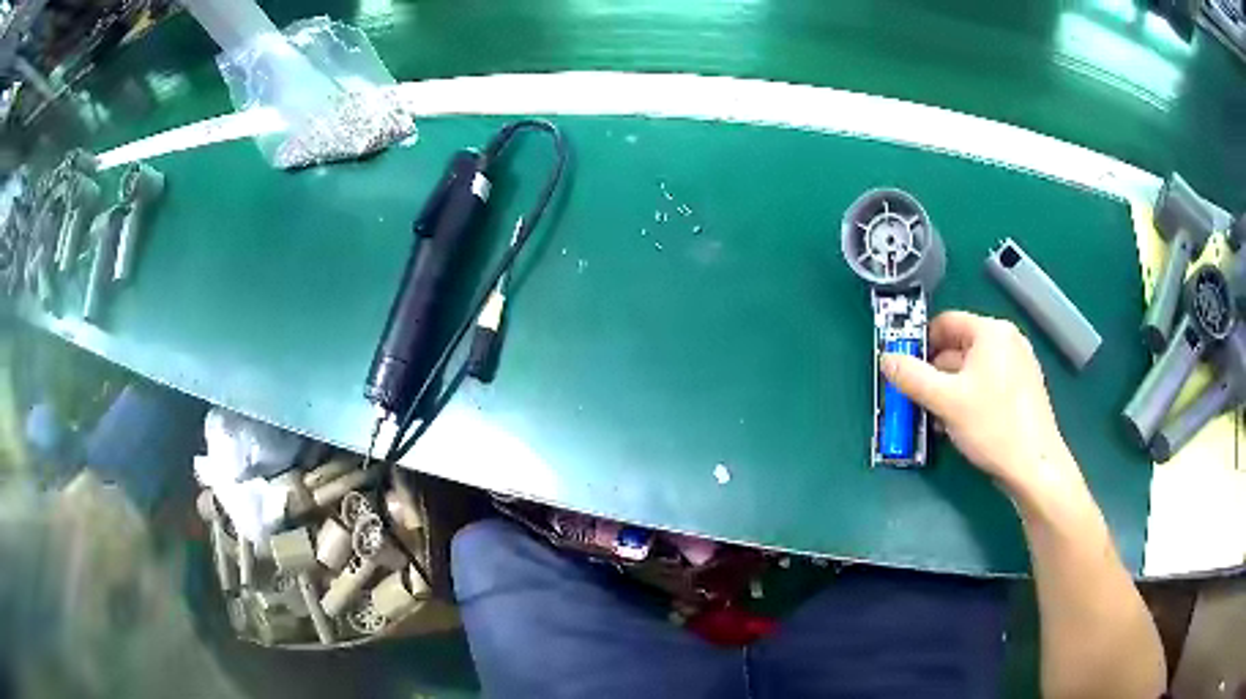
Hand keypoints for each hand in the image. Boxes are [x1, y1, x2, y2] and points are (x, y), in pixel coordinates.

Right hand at [879, 311, 1082, 500]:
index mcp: (991, 332)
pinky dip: (970, 397)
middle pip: (959, 347)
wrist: (1035, 466)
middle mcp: (1008, 341)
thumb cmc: (992, 426)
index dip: (920, 343)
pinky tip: (961, 424)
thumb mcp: (945, 401)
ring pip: (972, 369)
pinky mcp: (1024, 389)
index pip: (945, 323)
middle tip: (917, 400)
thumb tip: (886, 358)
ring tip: (937, 418)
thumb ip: (911, 377)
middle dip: (935, 372)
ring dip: (950, 389)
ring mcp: (1019, 365)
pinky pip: (988, 383)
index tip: (904, 370)